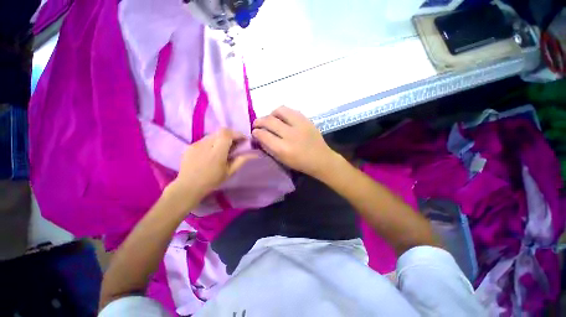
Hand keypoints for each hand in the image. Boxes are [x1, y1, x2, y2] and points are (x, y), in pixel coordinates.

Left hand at [167, 129, 255, 208]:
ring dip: (221, 139)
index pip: (227, 133)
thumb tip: (252, 153)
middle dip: (231, 135)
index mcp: (217, 152)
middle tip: (235, 144)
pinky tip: (212, 152)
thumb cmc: (212, 181)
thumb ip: (241, 160)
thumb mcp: (229, 172)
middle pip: (220, 132)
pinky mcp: (190, 146)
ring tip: (224, 148)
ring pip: (213, 135)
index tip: (243, 139)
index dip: (237, 133)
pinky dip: (212, 142)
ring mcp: (196, 144)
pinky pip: (205, 140)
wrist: (188, 187)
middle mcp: (205, 144)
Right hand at [252, 106, 338, 177]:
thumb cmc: (300, 163)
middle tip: (257, 124)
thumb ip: (269, 148)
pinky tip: (282, 118)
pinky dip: (282, 113)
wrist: (321, 159)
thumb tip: (259, 136)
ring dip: (271, 114)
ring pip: (279, 110)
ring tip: (270, 119)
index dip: (256, 132)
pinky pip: (290, 110)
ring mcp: (300, 125)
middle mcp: (290, 135)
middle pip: (269, 121)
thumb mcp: (282, 160)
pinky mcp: (306, 120)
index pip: (263, 135)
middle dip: (259, 121)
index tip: (254, 132)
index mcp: (283, 149)